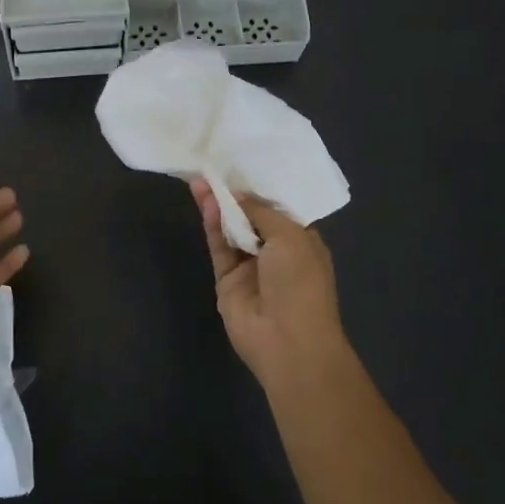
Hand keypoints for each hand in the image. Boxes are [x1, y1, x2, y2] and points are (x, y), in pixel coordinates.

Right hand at [190, 178, 347, 390]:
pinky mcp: (227, 278)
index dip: (260, 187)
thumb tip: (238, 195)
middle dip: (236, 193)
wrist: (287, 341)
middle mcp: (276, 251)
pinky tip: (205, 201)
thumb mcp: (291, 237)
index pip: (278, 208)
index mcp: (302, 240)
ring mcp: (250, 265)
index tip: (242, 162)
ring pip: (231, 228)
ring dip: (219, 205)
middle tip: (215, 166)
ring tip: (202, 178)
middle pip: (251, 216)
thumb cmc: (301, 283)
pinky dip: (212, 224)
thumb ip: (261, 212)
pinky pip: (218, 245)